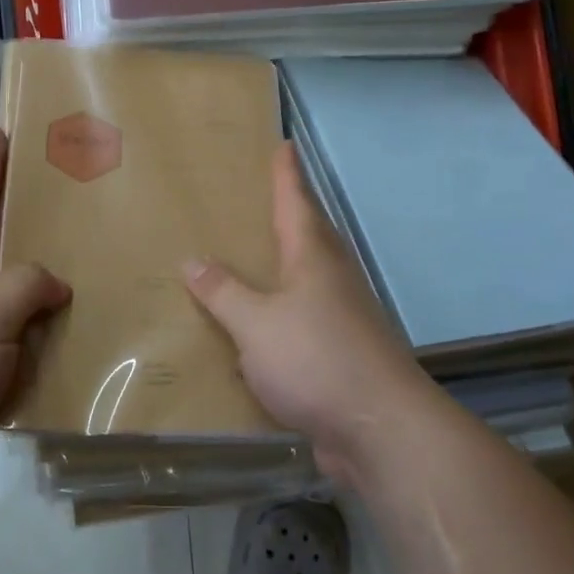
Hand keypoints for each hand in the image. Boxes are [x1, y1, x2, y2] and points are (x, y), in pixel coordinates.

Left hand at [0, 128, 69, 512]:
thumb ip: (24, 286)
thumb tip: (56, 286)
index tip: (4, 129)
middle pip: (8, 251)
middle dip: (38, 223)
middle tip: (84, 201)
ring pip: (27, 303)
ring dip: (58, 289)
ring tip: (105, 268)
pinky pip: (33, 350)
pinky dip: (59, 342)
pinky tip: (93, 339)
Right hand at [183, 142, 436, 483]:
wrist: (379, 428)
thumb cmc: (316, 359)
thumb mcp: (256, 323)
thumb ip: (224, 292)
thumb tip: (194, 261)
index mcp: (312, 258)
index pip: (296, 202)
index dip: (286, 174)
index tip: (284, 145)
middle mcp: (332, 279)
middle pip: (309, 235)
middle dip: (288, 213)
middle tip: (258, 198)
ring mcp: (341, 317)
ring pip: (307, 278)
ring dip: (283, 265)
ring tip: (249, 259)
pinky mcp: (340, 354)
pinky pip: (302, 320)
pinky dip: (280, 314)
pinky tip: (257, 330)